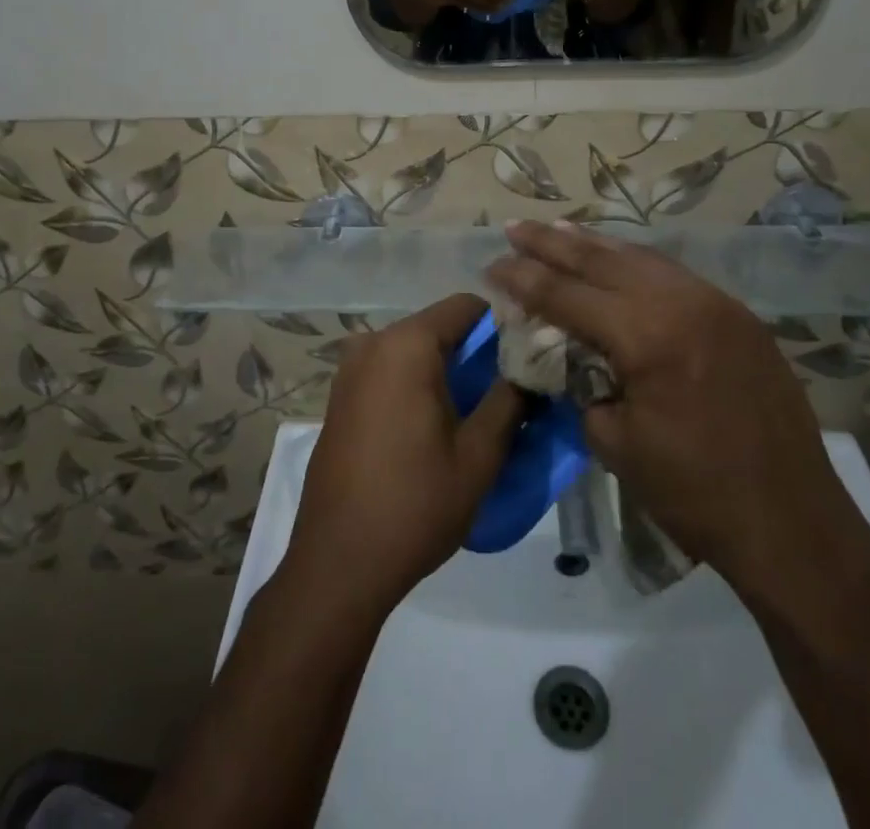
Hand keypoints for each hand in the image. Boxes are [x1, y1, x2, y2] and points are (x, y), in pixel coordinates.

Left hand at [284, 295, 522, 615]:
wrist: (338, 564)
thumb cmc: (415, 504)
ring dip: (448, 372)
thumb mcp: (479, 454)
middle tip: (509, 392)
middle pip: (439, 327)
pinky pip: (391, 372)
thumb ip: (510, 398)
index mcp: (406, 345)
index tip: (527, 358)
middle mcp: (373, 344)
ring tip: (477, 414)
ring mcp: (350, 370)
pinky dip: (418, 385)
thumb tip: (531, 368)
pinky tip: (435, 428)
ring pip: (415, 351)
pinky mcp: (341, 398)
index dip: (502, 325)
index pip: (466, 306)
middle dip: (476, 352)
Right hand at [484, 223, 864, 599]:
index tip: (491, 264)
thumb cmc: (694, 494)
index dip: (523, 278)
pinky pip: (673, 275)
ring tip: (558, 229)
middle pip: (601, 260)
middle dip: (552, 243)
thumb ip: (582, 383)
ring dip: (594, 245)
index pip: (567, 294)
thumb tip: (567, 353)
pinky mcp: (737, 315)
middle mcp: (682, 302)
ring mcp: (716, 303)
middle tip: (514, 228)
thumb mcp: (615, 443)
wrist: (793, 524)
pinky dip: (635, 262)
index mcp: (647, 336)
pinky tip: (616, 259)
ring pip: (640, 257)